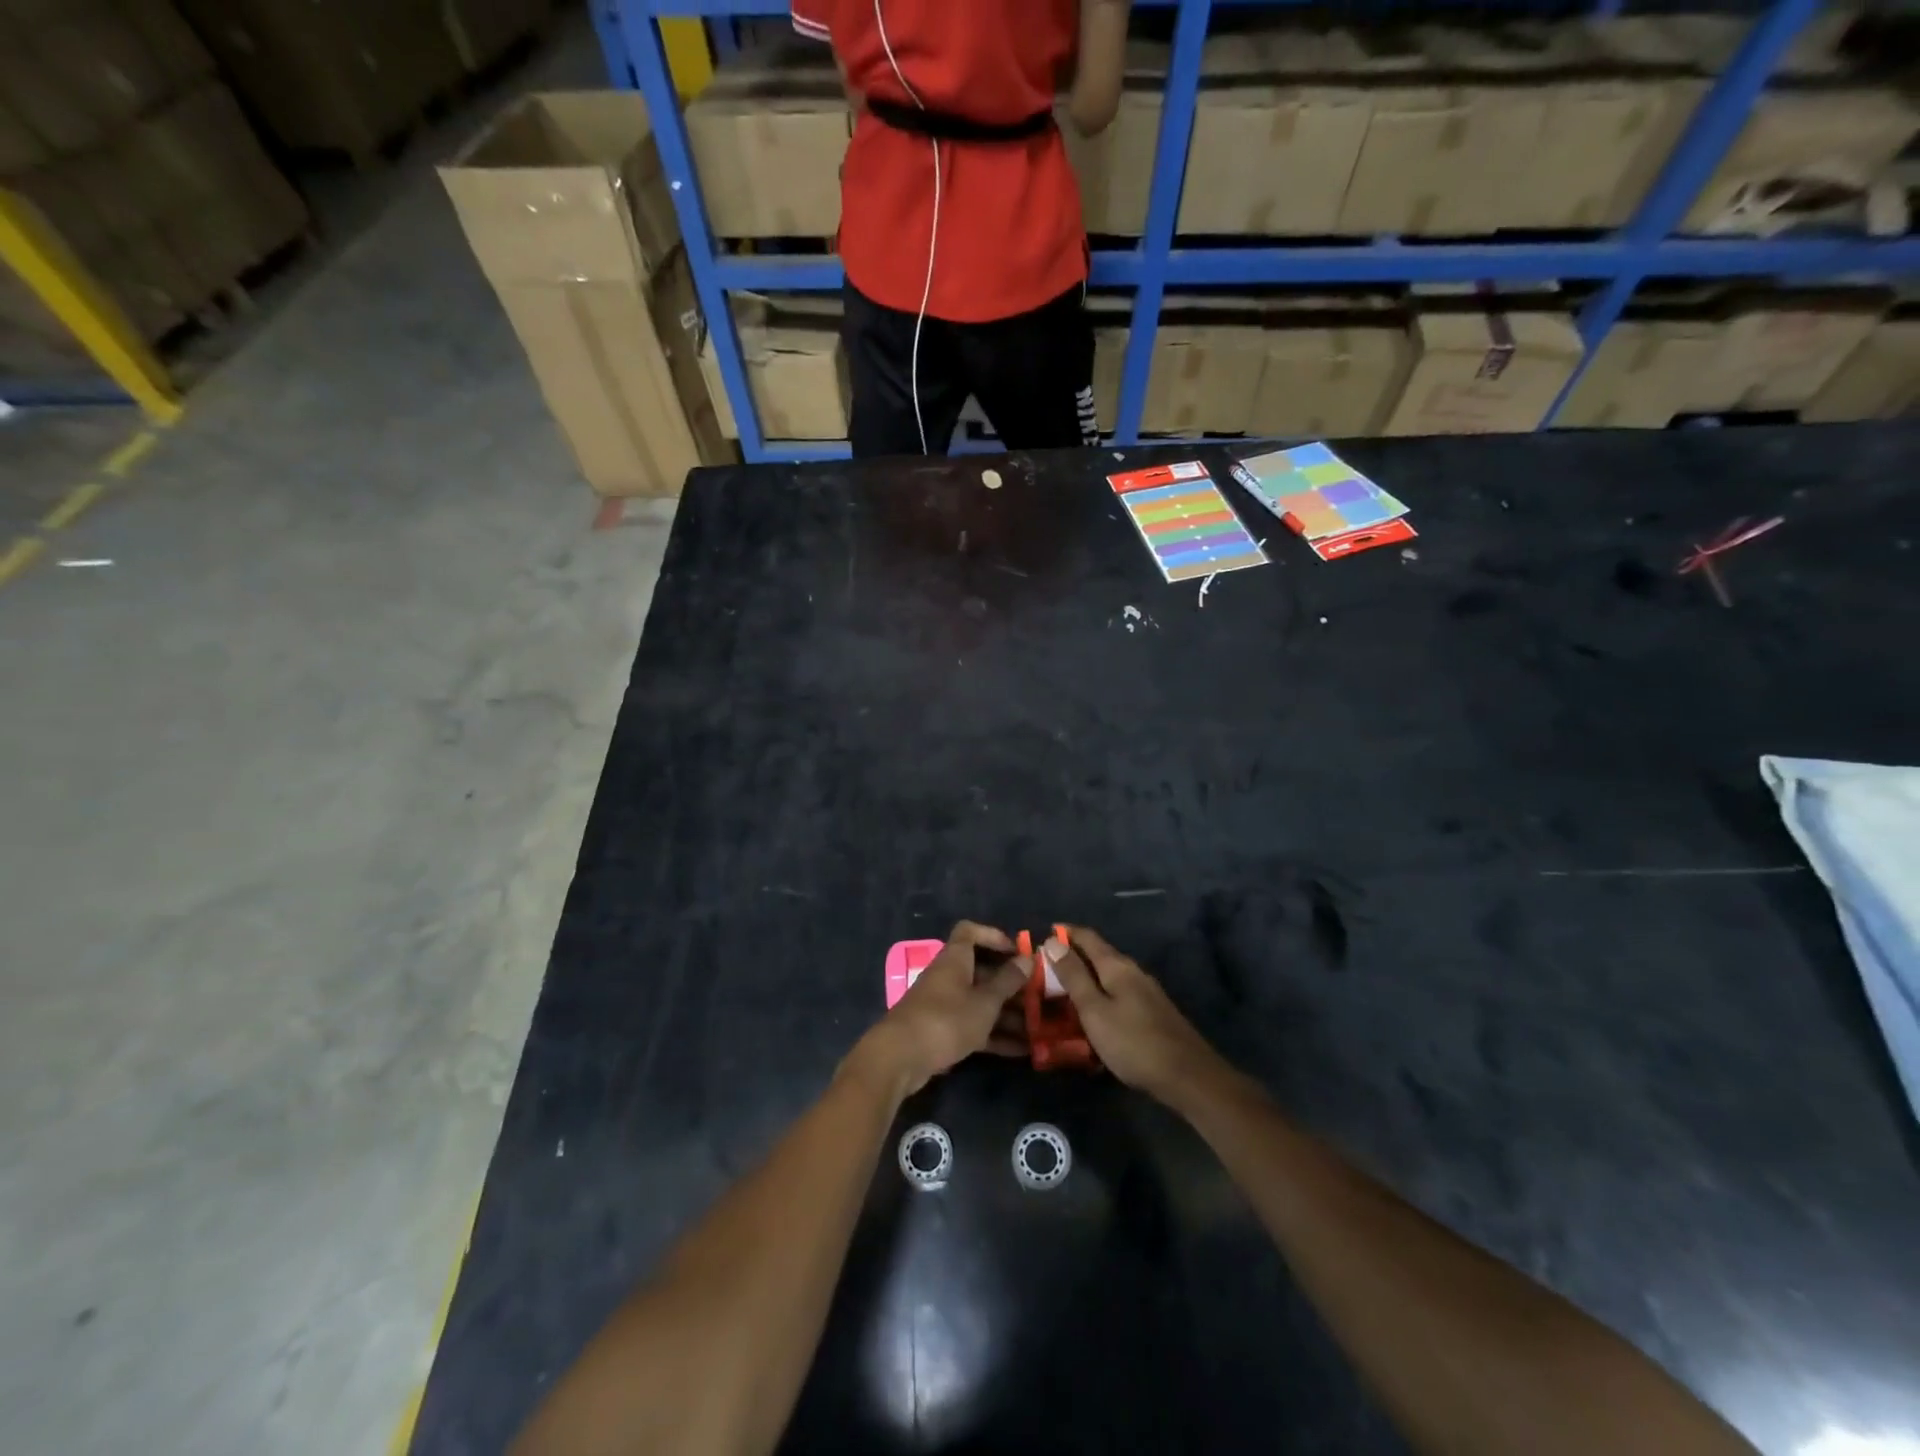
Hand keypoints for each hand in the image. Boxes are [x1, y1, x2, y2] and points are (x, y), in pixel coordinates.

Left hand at [853, 922, 1028, 1095]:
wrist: (901, 1058)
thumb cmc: (947, 1019)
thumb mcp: (985, 1001)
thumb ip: (1008, 981)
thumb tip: (1027, 959)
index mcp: (955, 959)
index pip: (970, 932)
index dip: (993, 936)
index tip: (1017, 952)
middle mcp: (948, 977)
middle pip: (981, 971)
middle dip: (1010, 984)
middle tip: (1038, 998)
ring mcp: (943, 1005)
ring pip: (979, 1002)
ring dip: (1006, 1014)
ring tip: (1036, 1029)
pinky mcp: (941, 1032)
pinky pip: (973, 1026)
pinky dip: (994, 1035)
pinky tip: (1021, 1051)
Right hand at [1043, 927, 1224, 1103]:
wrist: (1188, 1077)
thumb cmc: (1134, 1042)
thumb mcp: (1094, 1010)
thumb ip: (1073, 976)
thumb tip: (1052, 941)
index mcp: (1117, 966)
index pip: (1087, 937)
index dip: (1065, 933)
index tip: (1041, 937)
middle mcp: (1133, 972)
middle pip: (1098, 954)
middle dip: (1072, 957)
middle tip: (1044, 969)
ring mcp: (1146, 992)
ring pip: (1109, 976)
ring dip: (1085, 978)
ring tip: (1062, 991)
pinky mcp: (1152, 1012)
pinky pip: (1118, 994)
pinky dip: (1100, 995)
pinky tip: (1093, 1013)